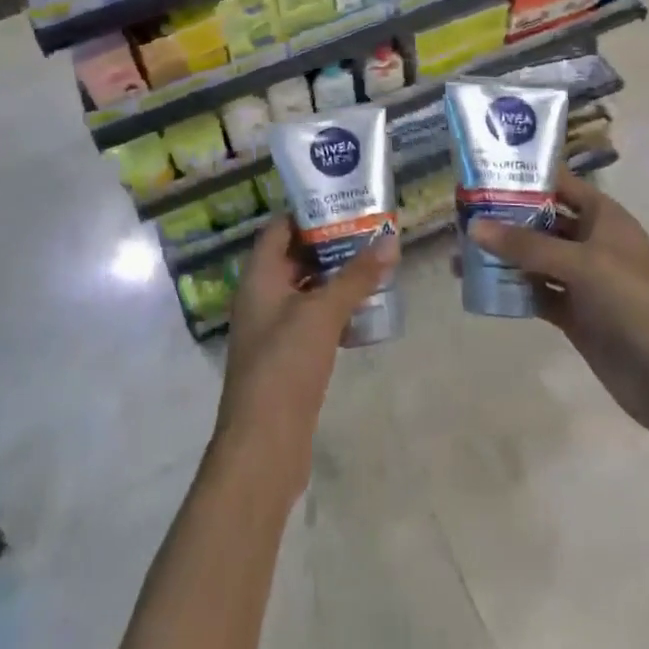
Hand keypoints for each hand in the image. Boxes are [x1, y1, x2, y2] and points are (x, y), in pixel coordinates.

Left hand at [213, 217, 398, 495]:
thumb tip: (390, 239)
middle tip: (369, 231)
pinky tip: (365, 310)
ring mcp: (273, 329)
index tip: (345, 203)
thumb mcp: (322, 314)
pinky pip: (311, 320)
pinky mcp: (287, 356)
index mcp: (258, 278)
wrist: (264, 445)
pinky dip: (334, 310)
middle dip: (329, 244)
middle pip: (293, 257)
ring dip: (335, 278)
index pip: (278, 229)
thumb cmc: (285, 366)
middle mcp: (261, 297)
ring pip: (305, 289)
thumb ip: (356, 277)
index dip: (307, 212)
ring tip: (374, 264)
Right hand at [468, 170, 648, 442]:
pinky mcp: (574, 314)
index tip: (481, 173)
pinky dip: (511, 290)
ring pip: (534, 259)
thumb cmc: (635, 301)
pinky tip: (478, 287)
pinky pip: (536, 293)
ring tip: (459, 254)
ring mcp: (582, 280)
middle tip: (459, 215)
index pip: (559, 184)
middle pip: (541, 221)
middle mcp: (591, 242)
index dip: (525, 176)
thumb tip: (473, 226)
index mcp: (603, 217)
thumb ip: (526, 245)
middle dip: (504, 218)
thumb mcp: (581, 263)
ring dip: (502, 256)